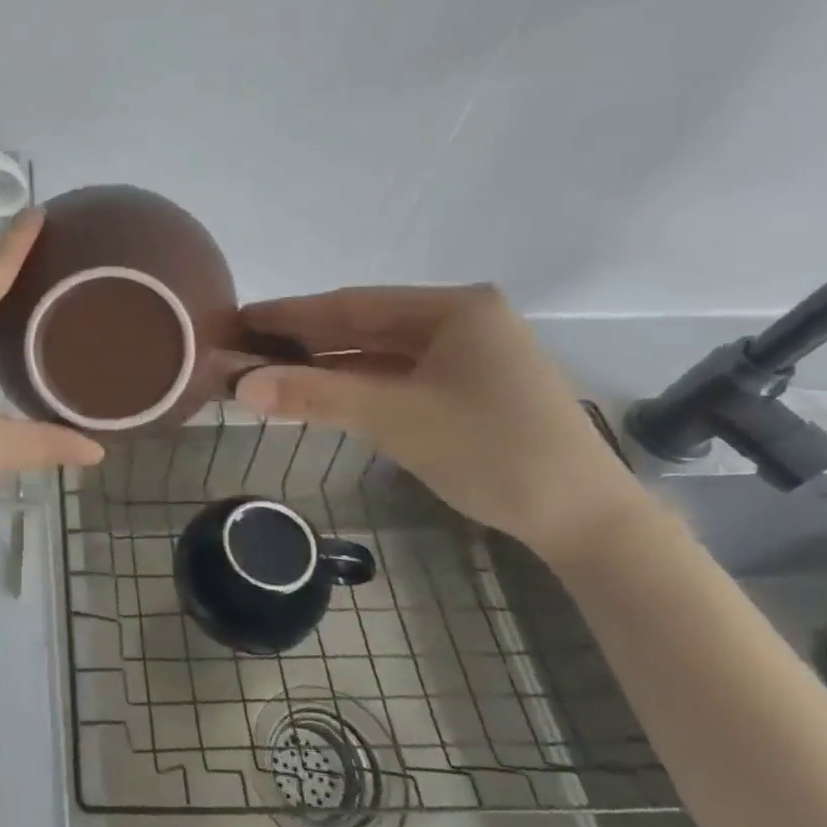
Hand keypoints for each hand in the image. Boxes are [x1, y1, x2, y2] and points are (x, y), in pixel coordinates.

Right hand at [225, 285, 647, 555]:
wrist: (586, 522)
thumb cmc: (493, 451)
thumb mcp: (395, 418)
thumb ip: (315, 395)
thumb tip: (240, 386)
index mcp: (454, 308)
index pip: (352, 304)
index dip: (291, 313)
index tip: (241, 318)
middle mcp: (461, 321)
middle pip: (364, 326)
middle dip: (304, 340)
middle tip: (244, 347)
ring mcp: (467, 356)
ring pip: (378, 354)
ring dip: (326, 366)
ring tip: (268, 371)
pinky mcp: (468, 390)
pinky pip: (396, 378)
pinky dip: (355, 386)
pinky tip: (319, 392)